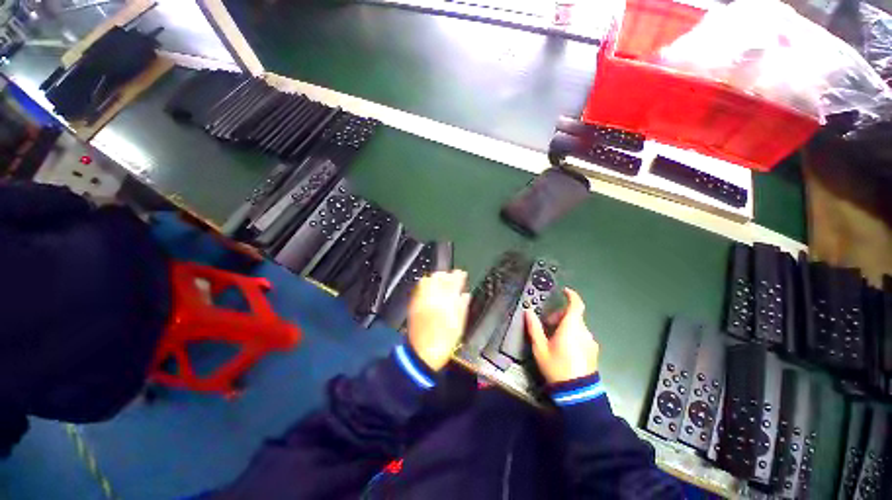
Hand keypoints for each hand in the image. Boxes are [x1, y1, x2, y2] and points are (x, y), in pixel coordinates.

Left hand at [407, 270, 470, 370]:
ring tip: (440, 281)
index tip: (462, 274)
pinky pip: (419, 288)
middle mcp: (433, 297)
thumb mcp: (459, 323)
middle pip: (439, 277)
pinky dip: (426, 284)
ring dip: (435, 278)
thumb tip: (465, 294)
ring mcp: (421, 299)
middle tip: (451, 277)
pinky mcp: (414, 304)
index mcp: (447, 302)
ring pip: (428, 280)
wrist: (423, 352)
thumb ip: (462, 305)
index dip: (459, 276)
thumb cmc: (445, 340)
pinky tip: (430, 288)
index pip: (454, 282)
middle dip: (446, 275)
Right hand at [526, 288, 599, 383]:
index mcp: (571, 327)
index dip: (571, 295)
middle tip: (548, 325)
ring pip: (578, 326)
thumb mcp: (540, 348)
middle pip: (574, 315)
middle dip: (560, 315)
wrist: (578, 393)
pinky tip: (565, 348)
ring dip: (566, 326)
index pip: (576, 304)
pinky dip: (573, 335)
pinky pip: (582, 336)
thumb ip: (534, 328)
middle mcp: (584, 331)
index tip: (564, 291)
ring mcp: (591, 342)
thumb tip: (528, 312)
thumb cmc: (557, 366)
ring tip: (554, 339)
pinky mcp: (593, 351)